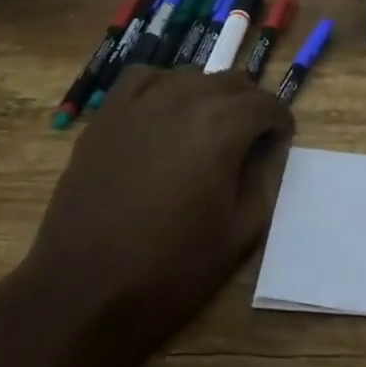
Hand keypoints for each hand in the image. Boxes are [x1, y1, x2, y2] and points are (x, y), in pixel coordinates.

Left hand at [13, 64, 294, 366]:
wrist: (84, 291)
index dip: (281, 121)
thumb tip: (264, 154)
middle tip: (252, 137)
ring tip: (210, 126)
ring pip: (191, 76)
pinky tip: (164, 109)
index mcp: (223, 128)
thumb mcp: (238, 235)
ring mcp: (140, 104)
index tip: (281, 140)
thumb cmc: (170, 270)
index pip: (266, 104)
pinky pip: (143, 77)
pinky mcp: (106, 116)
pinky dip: (163, 84)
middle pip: (232, 82)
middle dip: (250, 105)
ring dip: (210, 94)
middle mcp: (185, 101)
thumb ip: (262, 183)